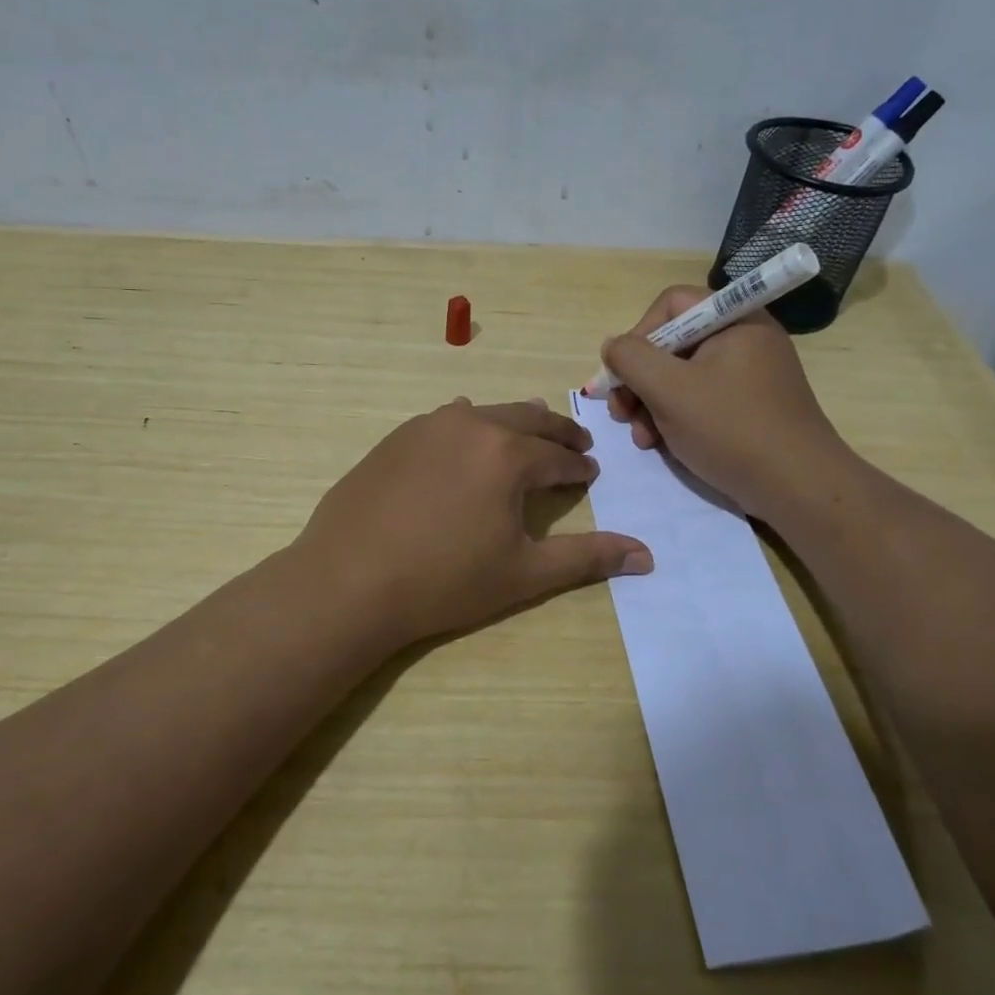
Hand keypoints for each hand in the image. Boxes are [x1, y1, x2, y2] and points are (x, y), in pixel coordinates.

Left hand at [292, 397, 652, 651]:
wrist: (348, 580)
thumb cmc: (444, 581)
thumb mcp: (523, 573)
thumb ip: (587, 558)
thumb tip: (646, 555)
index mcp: (509, 454)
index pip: (558, 456)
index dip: (578, 466)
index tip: (590, 471)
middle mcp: (472, 425)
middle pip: (528, 419)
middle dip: (556, 432)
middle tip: (575, 441)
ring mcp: (429, 426)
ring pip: (487, 413)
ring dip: (515, 423)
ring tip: (528, 433)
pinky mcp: (397, 437)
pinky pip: (446, 420)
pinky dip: (470, 425)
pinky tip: (466, 434)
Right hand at [600, 286, 854, 519]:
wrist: (798, 488)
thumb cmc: (731, 428)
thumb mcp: (670, 389)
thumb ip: (631, 359)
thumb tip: (613, 346)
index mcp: (734, 320)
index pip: (671, 305)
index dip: (639, 335)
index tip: (623, 374)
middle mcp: (744, 338)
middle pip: (673, 343)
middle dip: (639, 379)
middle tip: (621, 413)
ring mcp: (750, 374)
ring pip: (683, 376)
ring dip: (651, 404)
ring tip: (641, 438)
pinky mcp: (750, 406)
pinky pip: (702, 399)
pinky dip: (676, 418)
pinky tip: (661, 444)